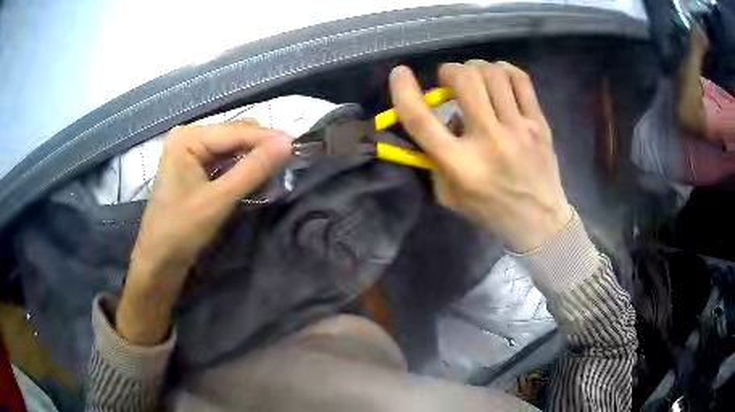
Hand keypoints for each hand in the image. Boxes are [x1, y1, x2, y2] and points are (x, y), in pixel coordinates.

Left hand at [117, 120, 291, 344]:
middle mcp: (189, 137)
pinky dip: (242, 166)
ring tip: (278, 167)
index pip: (236, 131)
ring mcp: (191, 152)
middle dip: (261, 146)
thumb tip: (287, 143)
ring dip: (254, 156)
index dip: (267, 138)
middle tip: (289, 160)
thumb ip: (252, 169)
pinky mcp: (195, 168)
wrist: (159, 261)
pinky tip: (257, 174)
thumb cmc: (181, 230)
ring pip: (232, 147)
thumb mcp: (218, 200)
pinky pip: (225, 160)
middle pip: (234, 134)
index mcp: (187, 138)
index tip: (297, 145)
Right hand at [389, 61, 570, 252]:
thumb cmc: (490, 210)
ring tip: (475, 78)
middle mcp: (489, 142)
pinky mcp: (540, 124)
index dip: (403, 90)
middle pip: (465, 81)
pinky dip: (504, 70)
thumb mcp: (450, 196)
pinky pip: (521, 80)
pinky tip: (499, 77)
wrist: (540, 222)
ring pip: (493, 74)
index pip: (421, 119)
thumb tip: (443, 117)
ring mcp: (519, 130)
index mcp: (460, 165)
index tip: (399, 74)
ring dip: (476, 68)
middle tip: (449, 80)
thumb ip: (436, 158)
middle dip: (449, 71)